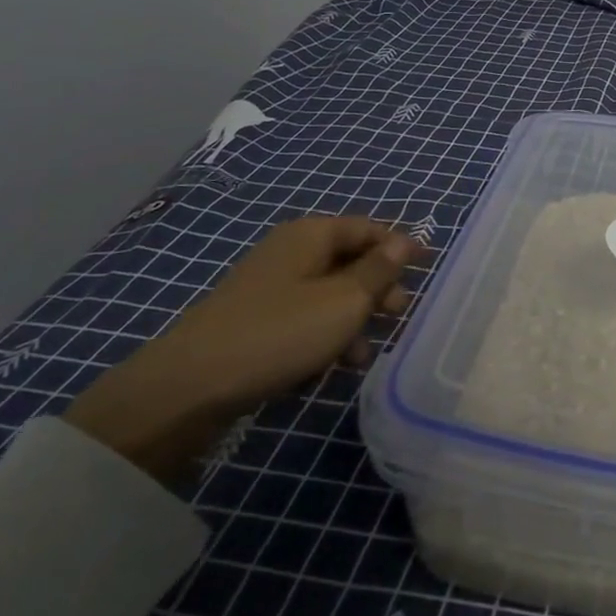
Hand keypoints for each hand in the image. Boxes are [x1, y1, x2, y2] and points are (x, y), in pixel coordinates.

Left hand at [66, 216, 421, 484]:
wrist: (189, 387)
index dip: (400, 247)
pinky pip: (304, 319)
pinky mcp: (255, 321)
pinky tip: (331, 367)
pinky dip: (324, 336)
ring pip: (329, 294)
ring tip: (364, 355)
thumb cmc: (280, 332)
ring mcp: (270, 287)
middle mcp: (291, 252)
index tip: (427, 270)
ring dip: (353, 319)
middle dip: (378, 288)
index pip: (369, 228)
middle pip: (350, 260)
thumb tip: (404, 241)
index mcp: (312, 234)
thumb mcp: (344, 301)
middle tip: (397, 316)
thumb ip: (379, 271)